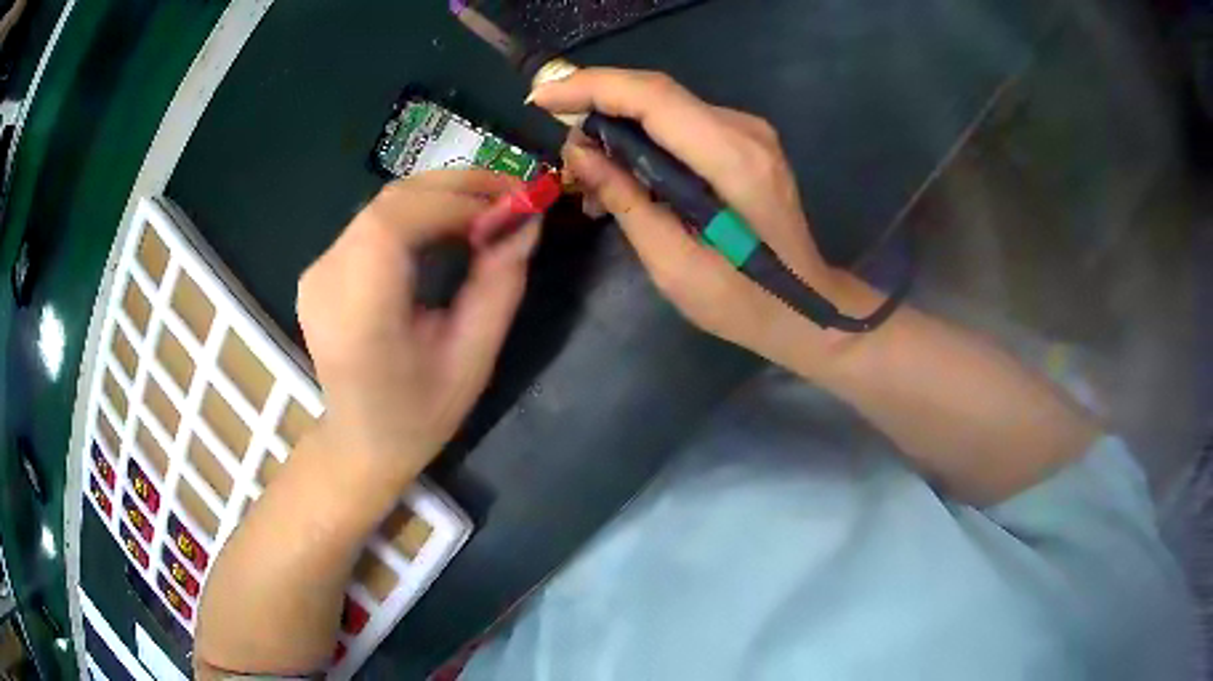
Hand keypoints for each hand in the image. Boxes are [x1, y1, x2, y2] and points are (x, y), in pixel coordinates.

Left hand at [296, 170, 538, 478]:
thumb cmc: (419, 415)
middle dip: (456, 187)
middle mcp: (326, 282)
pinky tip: (449, 224)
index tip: (510, 206)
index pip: (393, 225)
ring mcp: (317, 272)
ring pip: (383, 205)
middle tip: (511, 192)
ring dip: (440, 195)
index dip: (454, 201)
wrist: (361, 440)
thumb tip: (527, 223)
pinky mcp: (321, 267)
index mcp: (358, 316)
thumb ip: (499, 288)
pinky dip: (419, 211)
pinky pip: (374, 221)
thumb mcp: (473, 361)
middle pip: (388, 203)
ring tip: (488, 206)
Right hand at [531, 69, 858, 364]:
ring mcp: (749, 132)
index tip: (541, 98)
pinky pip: (682, 122)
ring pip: (666, 104)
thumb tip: (579, 152)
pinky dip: (644, 136)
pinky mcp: (745, 141)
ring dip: (618, 123)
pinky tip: (624, 170)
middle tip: (557, 137)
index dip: (591, 87)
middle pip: (656, 92)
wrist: (807, 306)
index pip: (653, 97)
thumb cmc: (743, 301)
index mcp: (732, 160)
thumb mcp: (674, 263)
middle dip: (596, 102)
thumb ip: (626, 201)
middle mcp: (744, 130)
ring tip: (587, 169)